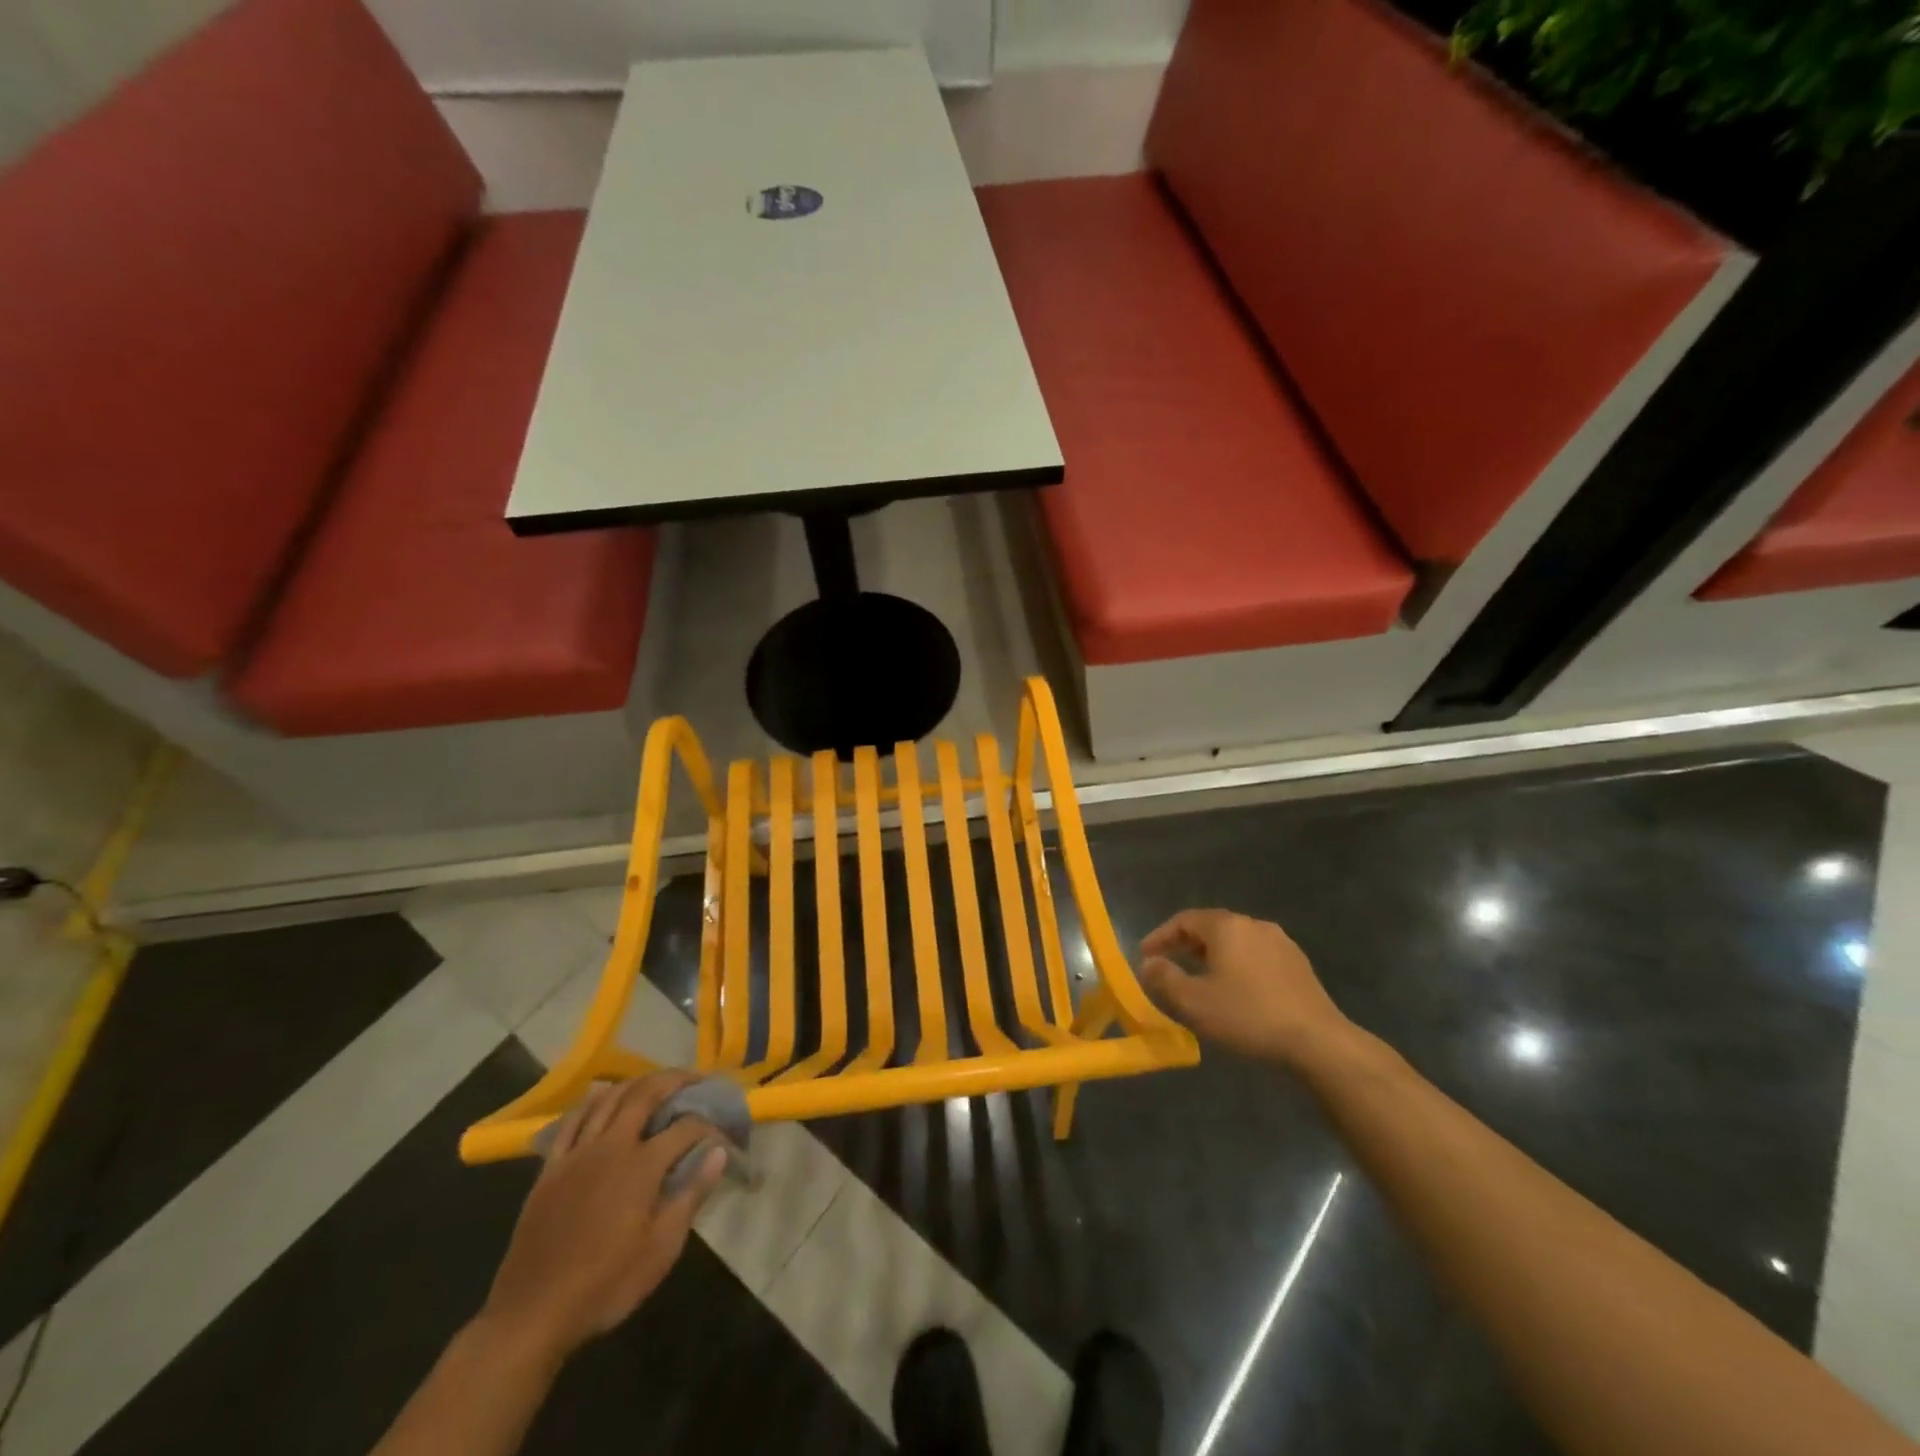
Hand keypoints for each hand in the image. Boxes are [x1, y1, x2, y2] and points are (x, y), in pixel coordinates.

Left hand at [477, 1072, 727, 1364]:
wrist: (530, 1316)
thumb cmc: (605, 1285)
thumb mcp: (661, 1250)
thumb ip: (692, 1195)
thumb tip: (719, 1152)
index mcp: (641, 1166)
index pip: (685, 1128)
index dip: (708, 1125)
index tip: (722, 1131)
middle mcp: (611, 1147)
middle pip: (646, 1094)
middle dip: (675, 1080)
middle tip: (694, 1079)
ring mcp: (577, 1154)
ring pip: (609, 1098)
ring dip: (637, 1083)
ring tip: (655, 1083)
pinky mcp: (551, 1168)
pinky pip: (572, 1120)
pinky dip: (593, 1102)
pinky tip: (603, 1099)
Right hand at [1139, 909, 1353, 1065]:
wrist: (1318, 1042)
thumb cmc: (1248, 1016)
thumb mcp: (1194, 1002)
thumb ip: (1164, 978)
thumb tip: (1149, 964)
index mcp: (1227, 927)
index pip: (1184, 920)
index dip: (1160, 936)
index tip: (1145, 955)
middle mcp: (1254, 925)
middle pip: (1211, 927)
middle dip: (1186, 945)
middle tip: (1168, 964)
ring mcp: (1281, 943)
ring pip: (1236, 942)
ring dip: (1213, 956)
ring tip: (1200, 978)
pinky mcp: (1298, 965)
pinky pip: (1256, 956)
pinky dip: (1237, 965)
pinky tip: (1236, 990)